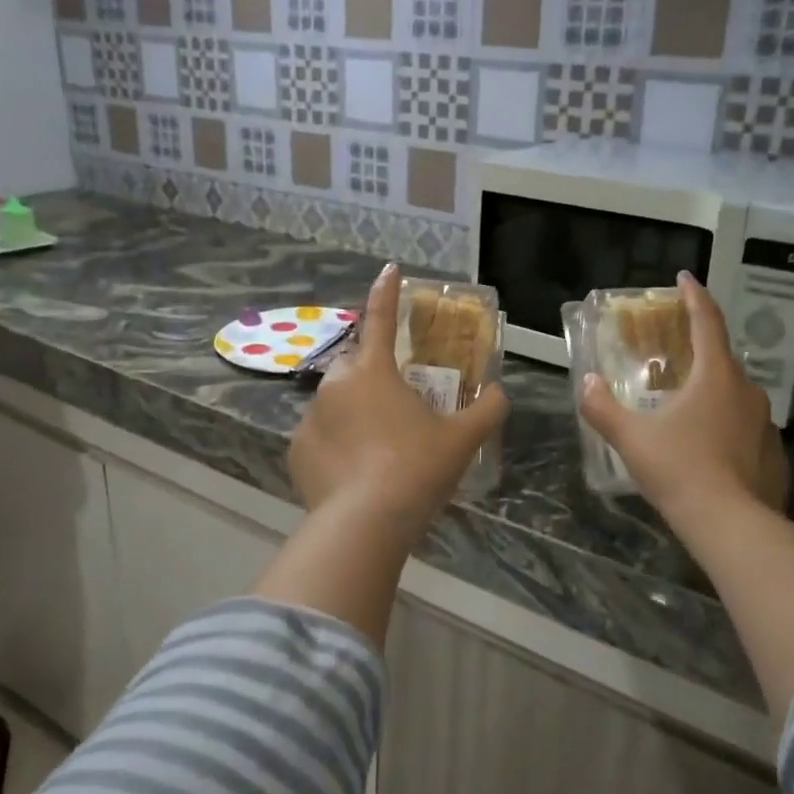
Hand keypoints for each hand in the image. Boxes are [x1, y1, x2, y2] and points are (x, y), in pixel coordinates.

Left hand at [289, 265, 508, 530]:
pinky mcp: (296, 451)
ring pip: (335, 402)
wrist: (364, 524)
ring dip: (354, 411)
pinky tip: (355, 471)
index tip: (389, 269)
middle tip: (396, 400)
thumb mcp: (462, 440)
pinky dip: (336, 444)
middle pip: (355, 364)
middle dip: (372, 372)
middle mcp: (335, 385)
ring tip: (378, 445)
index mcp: (373, 372)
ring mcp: (310, 418)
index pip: (381, 318)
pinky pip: (320, 437)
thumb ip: (486, 410)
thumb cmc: (416, 469)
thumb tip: (497, 393)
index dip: (387, 292)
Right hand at [578, 273, 788, 519]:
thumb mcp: (631, 438)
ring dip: (712, 389)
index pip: (707, 322)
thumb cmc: (679, 469)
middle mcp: (747, 390)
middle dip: (700, 347)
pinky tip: (708, 444)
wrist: (730, 524)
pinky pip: (746, 426)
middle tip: (675, 350)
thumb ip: (603, 408)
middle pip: (722, 357)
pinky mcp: (773, 451)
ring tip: (687, 402)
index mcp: (716, 376)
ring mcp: (765, 422)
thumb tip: (586, 383)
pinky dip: (726, 423)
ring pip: (735, 393)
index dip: (695, 296)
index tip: (685, 277)